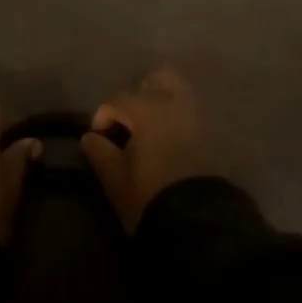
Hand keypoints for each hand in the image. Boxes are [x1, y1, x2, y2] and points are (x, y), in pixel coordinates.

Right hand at [80, 66, 216, 231]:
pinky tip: (165, 140)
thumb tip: (91, 137)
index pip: (118, 100)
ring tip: (147, 129)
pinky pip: (190, 114)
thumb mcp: (115, 178)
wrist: (198, 224)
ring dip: (161, 103)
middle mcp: (174, 105)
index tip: (98, 138)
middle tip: (128, 119)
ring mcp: (196, 119)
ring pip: (179, 93)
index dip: (103, 116)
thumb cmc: (149, 197)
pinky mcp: (210, 137)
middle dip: (140, 92)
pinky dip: (176, 119)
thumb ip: (99, 152)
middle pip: (159, 77)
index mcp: (148, 110)